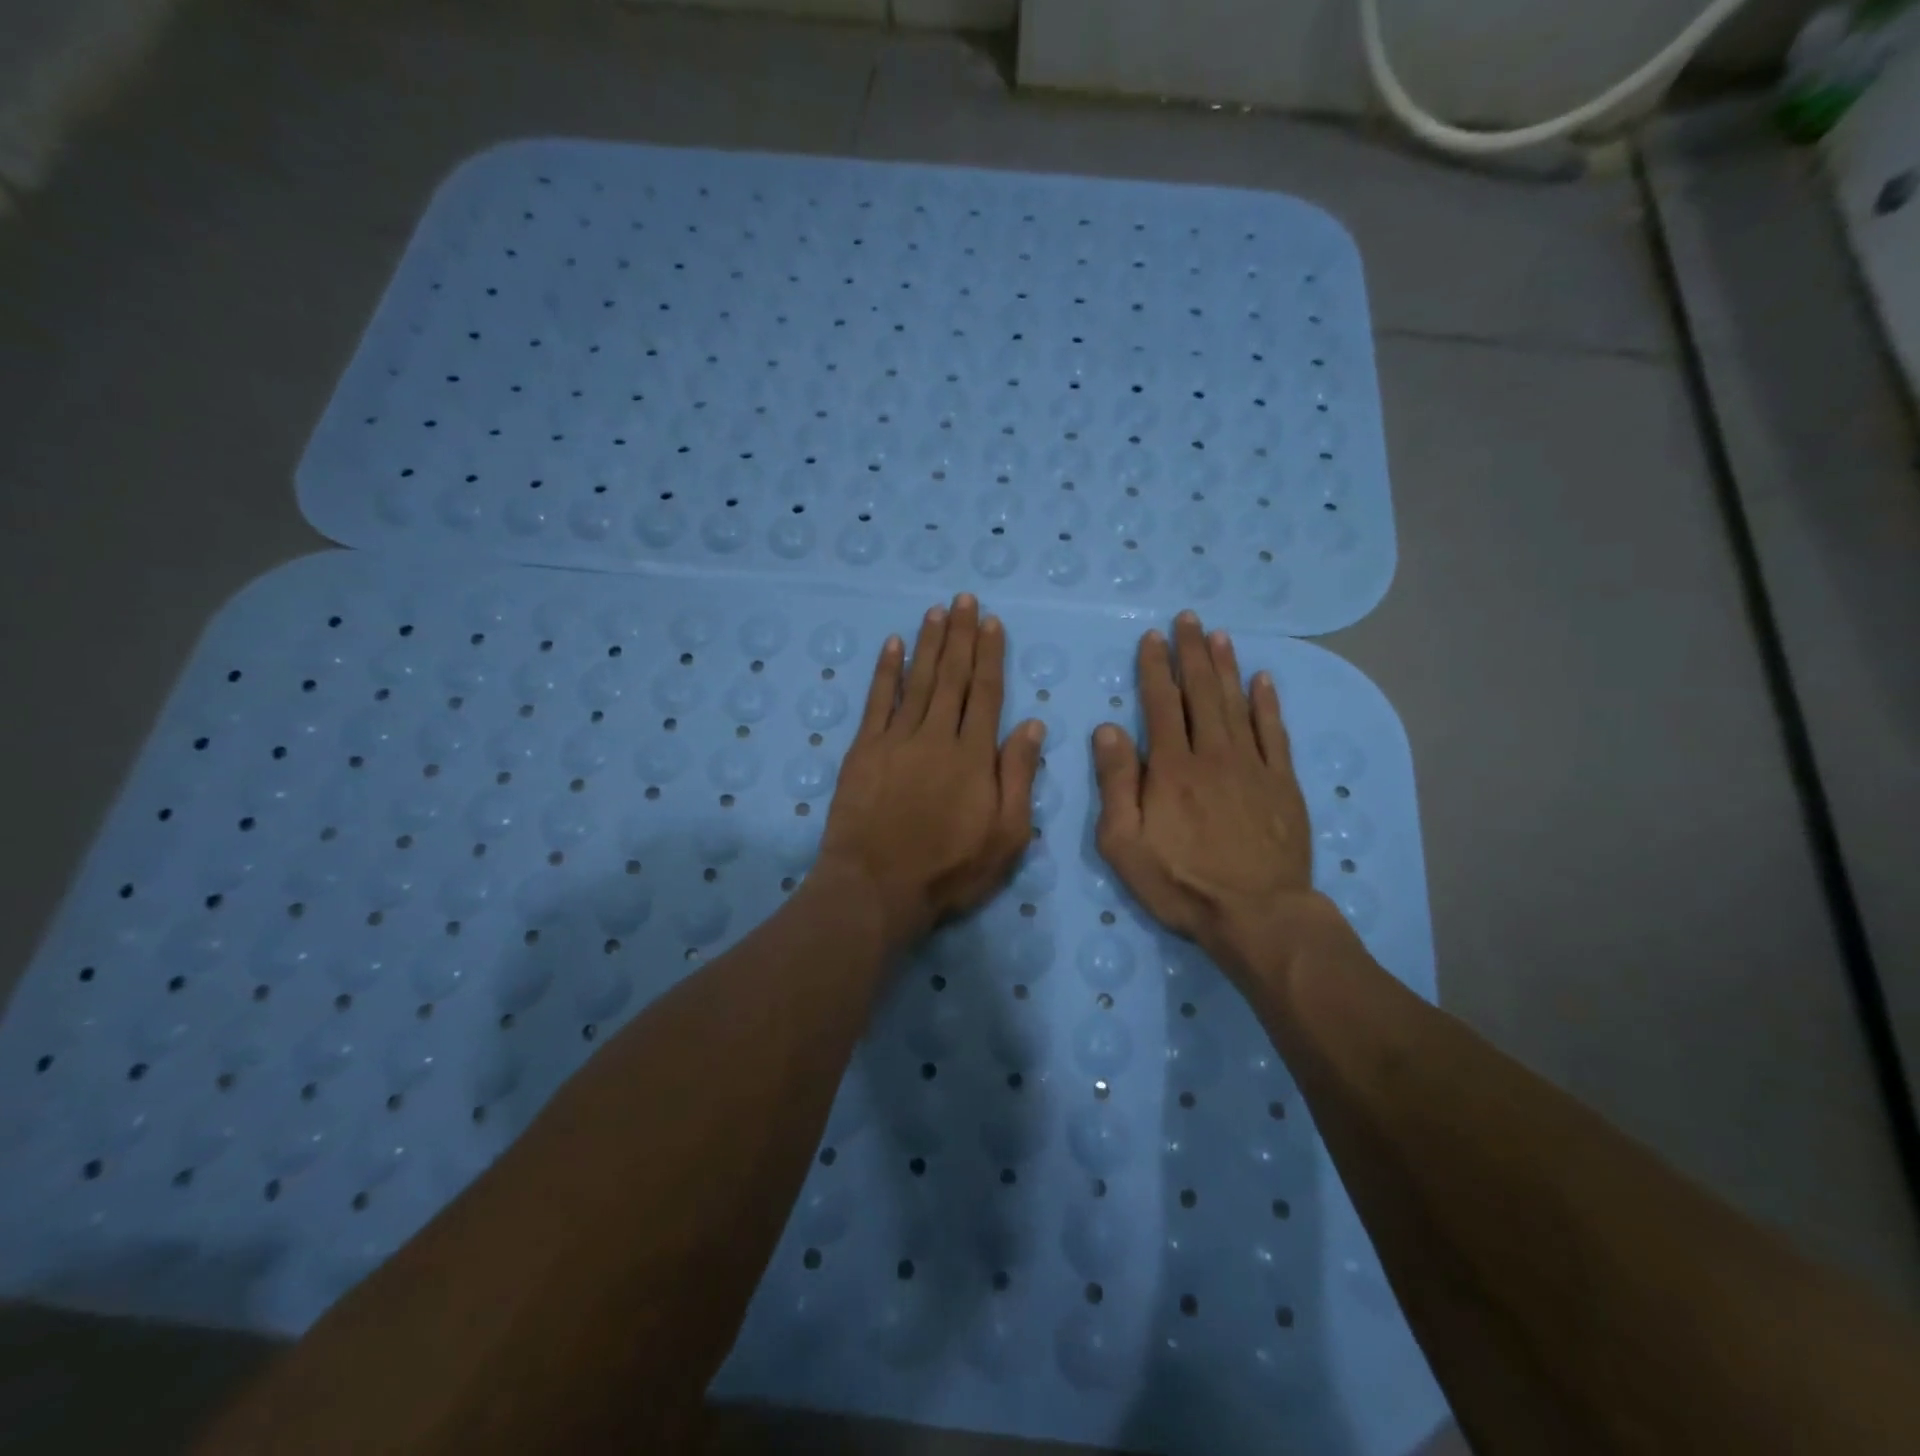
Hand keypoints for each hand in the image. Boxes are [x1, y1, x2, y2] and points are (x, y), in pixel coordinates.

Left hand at [820, 594, 1044, 953]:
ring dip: (928, 644)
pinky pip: (877, 700)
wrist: (877, 887)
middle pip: (952, 677)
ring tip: (936, 611)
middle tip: (963, 599)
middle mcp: (937, 736)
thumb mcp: (1007, 835)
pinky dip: (886, 671)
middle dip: (960, 636)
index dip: (990, 655)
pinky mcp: (864, 750)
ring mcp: (897, 739)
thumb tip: (1032, 724)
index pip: (986, 693)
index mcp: (974, 755)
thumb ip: (1019, 776)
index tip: (991, 622)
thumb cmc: (949, 869)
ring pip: (918, 680)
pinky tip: (892, 645)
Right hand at [1092, 611, 1334, 980]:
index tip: (1152, 638)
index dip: (1155, 668)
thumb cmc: (1181, 883)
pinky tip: (1263, 679)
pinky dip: (1268, 703)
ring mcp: (1253, 766)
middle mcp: (1212, 754)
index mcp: (1171, 768)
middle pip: (1201, 692)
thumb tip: (1107, 729)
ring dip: (1226, 666)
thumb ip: (1115, 784)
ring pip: (1237, 703)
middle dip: (1191, 653)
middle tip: (1188, 619)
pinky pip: (1275, 732)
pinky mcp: (1282, 783)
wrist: (1257, 914)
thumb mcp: (1124, 843)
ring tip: (1219, 635)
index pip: (1160, 704)